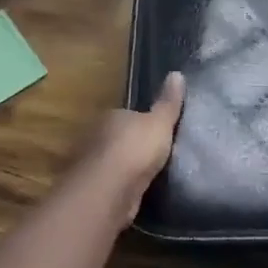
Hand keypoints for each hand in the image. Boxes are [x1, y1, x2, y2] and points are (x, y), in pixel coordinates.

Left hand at [79, 71, 185, 223]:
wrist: (108, 192)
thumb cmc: (135, 150)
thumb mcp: (160, 123)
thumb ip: (168, 103)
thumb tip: (177, 73)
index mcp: (111, 116)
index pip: (127, 115)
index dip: (142, 123)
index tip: (158, 132)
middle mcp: (95, 136)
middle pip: (117, 138)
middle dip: (132, 146)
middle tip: (156, 156)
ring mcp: (90, 164)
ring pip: (112, 163)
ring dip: (124, 169)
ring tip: (148, 177)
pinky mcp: (91, 191)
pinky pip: (109, 185)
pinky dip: (119, 188)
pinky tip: (134, 195)